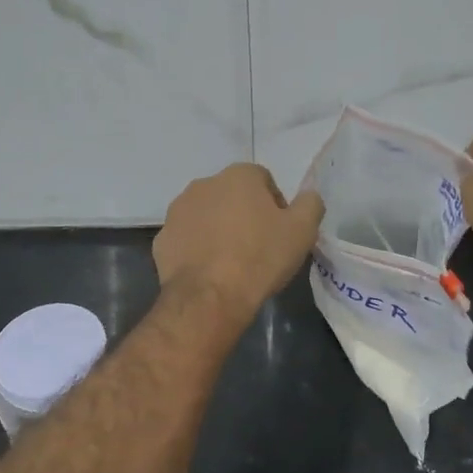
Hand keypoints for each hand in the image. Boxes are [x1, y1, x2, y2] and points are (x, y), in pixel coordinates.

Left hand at [154, 164, 324, 322]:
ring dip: (218, 229)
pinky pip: (187, 239)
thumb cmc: (260, 258)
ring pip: (206, 215)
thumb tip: (308, 196)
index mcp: (238, 175)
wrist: (209, 297)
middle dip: (244, 214)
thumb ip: (310, 204)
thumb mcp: (303, 230)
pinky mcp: (162, 239)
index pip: (263, 180)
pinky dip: (197, 249)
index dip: (276, 205)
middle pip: (232, 195)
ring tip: (232, 261)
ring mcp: (178, 211)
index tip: (280, 232)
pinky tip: (210, 271)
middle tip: (258, 247)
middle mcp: (204, 184)